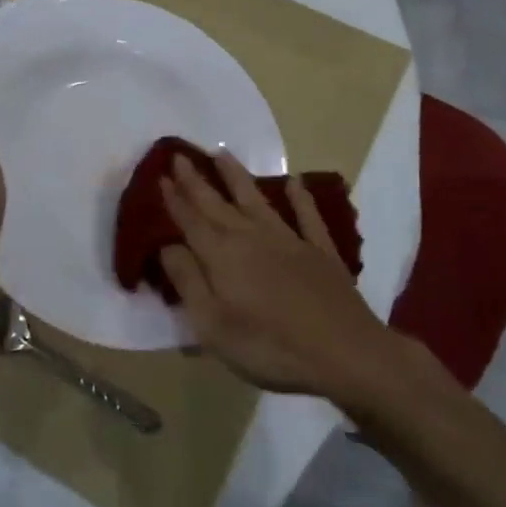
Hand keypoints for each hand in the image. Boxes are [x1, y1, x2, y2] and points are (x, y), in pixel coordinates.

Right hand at [159, 152, 390, 400]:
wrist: (345, 352)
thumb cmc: (270, 346)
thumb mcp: (213, 326)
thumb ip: (188, 282)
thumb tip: (168, 246)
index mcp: (222, 255)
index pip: (191, 221)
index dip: (174, 200)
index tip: (160, 177)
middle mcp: (251, 237)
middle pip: (217, 204)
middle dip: (196, 181)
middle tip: (180, 156)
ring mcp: (289, 240)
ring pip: (256, 200)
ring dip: (237, 177)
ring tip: (222, 154)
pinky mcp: (320, 250)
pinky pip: (306, 215)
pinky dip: (300, 197)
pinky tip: (294, 182)